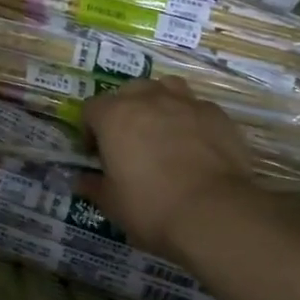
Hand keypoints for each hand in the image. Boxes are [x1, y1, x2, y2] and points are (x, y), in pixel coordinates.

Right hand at [79, 78, 268, 260]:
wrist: (214, 211)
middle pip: (128, 91)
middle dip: (124, 111)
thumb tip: (82, 181)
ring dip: (159, 102)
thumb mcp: (112, 203)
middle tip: (129, 141)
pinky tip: (196, 143)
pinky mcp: (216, 115)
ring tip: (162, 129)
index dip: (90, 130)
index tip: (97, 154)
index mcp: (114, 116)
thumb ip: (94, 187)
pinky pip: (197, 107)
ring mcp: (185, 103)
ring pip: (165, 87)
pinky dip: (191, 119)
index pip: (91, 109)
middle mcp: (148, 99)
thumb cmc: (151, 206)